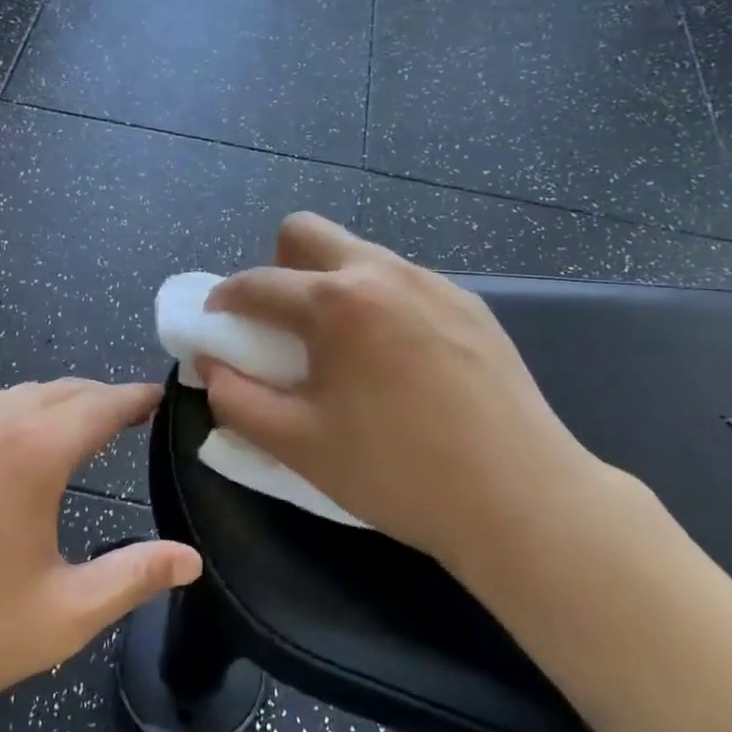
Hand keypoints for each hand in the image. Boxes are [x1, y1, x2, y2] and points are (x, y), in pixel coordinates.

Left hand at [0, 380, 200, 731]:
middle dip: (101, 398)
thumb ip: (132, 578)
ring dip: (56, 405)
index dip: (139, 398)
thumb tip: (190, 559)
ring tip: (80, 435)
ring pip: (15, 398)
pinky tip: (10, 460)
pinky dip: (14, 419)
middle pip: (60, 390)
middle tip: (132, 420)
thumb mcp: (59, 616)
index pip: (102, 403)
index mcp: (31, 451)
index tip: (165, 398)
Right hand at [202, 214, 635, 574]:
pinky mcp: (470, 304)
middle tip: (284, 326)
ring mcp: (434, 283)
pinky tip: (397, 361)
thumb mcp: (298, 445)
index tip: (217, 326)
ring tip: (344, 349)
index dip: (224, 302)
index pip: (257, 283)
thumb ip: (236, 399)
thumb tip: (211, 365)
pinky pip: (403, 282)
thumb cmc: (396, 473)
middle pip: (306, 232)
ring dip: (330, 285)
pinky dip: (378, 304)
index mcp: (336, 303)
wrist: (520, 499)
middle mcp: (383, 273)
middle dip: (278, 268)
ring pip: (360, 254)